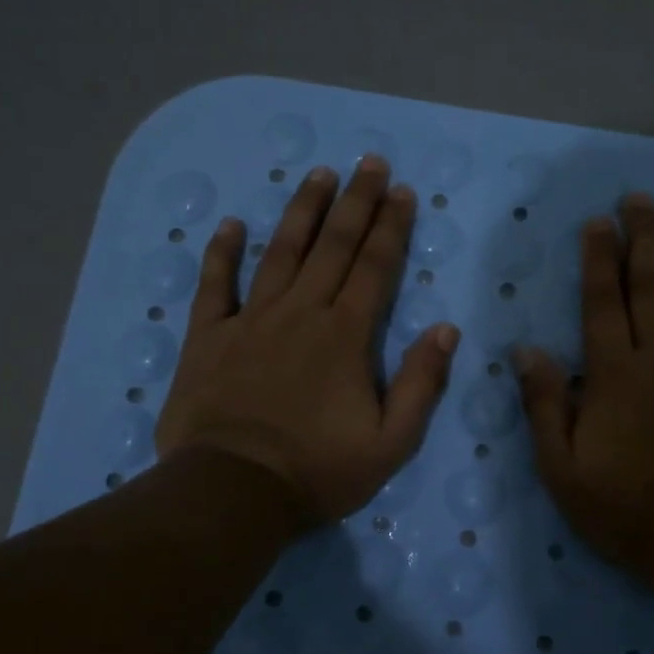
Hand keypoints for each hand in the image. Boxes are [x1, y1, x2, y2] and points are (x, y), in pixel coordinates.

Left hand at [155, 155, 459, 526]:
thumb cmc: (318, 470)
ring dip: (302, 211)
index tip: (401, 192)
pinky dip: (222, 253)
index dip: (391, 227)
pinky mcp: (208, 337)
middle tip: (369, 162)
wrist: (233, 492)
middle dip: (355, 201)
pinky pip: (214, 285)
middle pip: (333, 246)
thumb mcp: (391, 442)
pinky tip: (230, 225)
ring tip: (318, 175)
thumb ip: (421, 384)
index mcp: (345, 335)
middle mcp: (301, 313)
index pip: (375, 267)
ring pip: (280, 252)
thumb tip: (446, 329)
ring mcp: (250, 320)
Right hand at [517, 195, 653, 580]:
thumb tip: (527, 351)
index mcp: (614, 375)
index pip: (602, 303)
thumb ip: (544, 406)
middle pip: (651, 287)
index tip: (598, 222)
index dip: (598, 260)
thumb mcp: (562, 469)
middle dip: (643, 239)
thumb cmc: (626, 509)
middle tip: (639, 199)